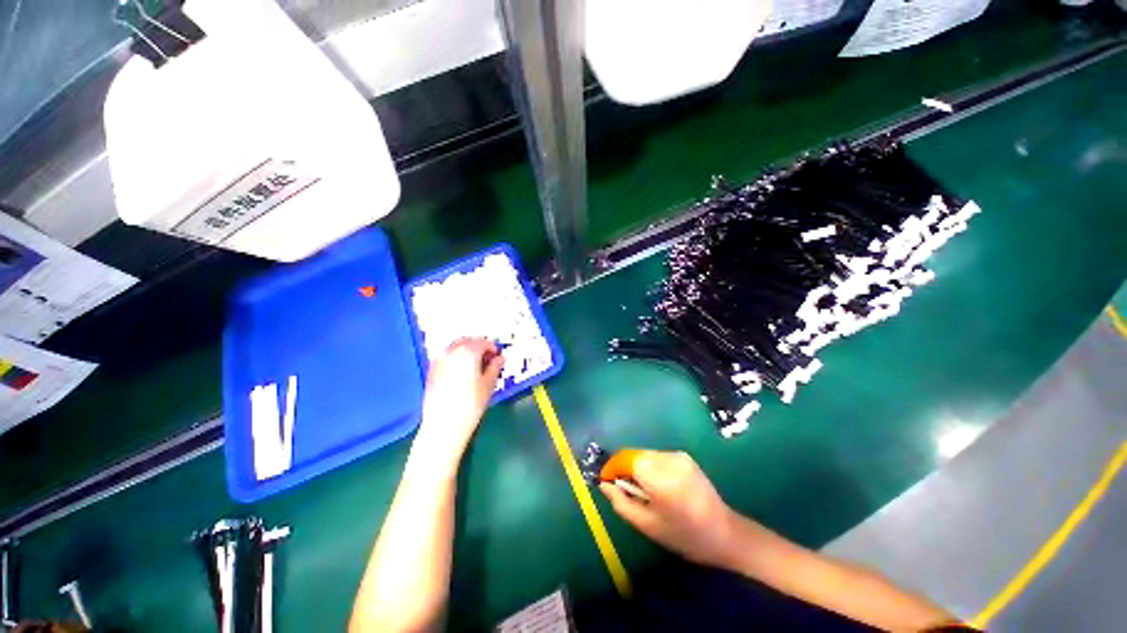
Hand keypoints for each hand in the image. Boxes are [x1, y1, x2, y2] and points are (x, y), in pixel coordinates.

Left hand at [411, 339, 503, 471]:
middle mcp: (451, 352)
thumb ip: (495, 367)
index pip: (483, 342)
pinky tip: (461, 372)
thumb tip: (499, 359)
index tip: (498, 357)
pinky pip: (446, 357)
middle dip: (479, 346)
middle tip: (488, 359)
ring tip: (475, 365)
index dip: (493, 348)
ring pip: (455, 347)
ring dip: (466, 350)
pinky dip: (455, 358)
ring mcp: (439, 361)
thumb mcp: (489, 385)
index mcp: (468, 352)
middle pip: (467, 341)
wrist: (443, 426)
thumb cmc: (471, 405)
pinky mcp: (431, 371)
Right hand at [600, 450, 738, 569]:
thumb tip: (604, 484)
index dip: (612, 467)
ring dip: (637, 467)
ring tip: (641, 490)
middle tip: (623, 489)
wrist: (724, 534)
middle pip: (635, 455)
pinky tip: (656, 485)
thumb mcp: (647, 525)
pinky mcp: (684, 456)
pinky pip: (657, 456)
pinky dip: (649, 467)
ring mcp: (678, 455)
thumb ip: (622, 502)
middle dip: (625, 468)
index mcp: (661, 478)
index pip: (627, 459)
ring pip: (645, 454)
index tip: (605, 480)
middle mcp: (670, 460)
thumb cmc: (683, 536)